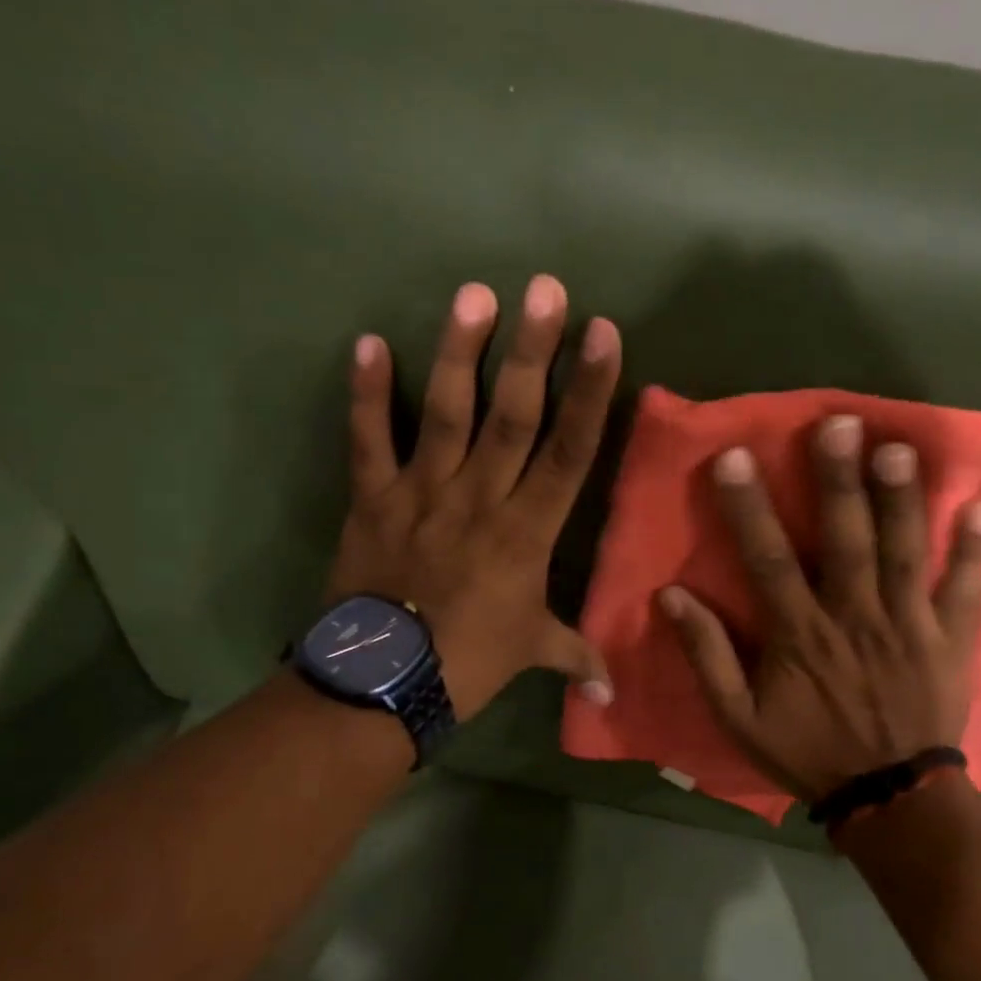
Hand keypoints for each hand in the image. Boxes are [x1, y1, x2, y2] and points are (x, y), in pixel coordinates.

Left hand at [326, 276, 621, 718]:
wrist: (381, 684)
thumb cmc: (468, 663)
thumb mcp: (531, 652)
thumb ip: (575, 655)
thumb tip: (614, 692)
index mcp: (527, 532)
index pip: (568, 451)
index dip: (589, 392)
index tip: (603, 336)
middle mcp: (479, 499)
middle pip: (513, 416)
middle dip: (532, 351)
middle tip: (545, 288)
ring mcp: (422, 493)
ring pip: (446, 415)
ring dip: (459, 354)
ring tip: (474, 294)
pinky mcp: (372, 499)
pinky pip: (368, 441)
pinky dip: (366, 394)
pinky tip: (368, 341)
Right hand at [658, 415, 980, 800]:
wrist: (888, 798)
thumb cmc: (808, 751)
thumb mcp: (738, 718)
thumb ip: (707, 655)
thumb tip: (670, 596)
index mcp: (800, 634)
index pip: (768, 559)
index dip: (749, 507)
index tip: (735, 456)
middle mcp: (855, 617)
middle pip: (846, 540)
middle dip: (839, 480)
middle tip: (838, 424)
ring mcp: (909, 626)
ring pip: (905, 553)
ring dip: (902, 500)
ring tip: (898, 446)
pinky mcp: (950, 640)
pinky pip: (966, 591)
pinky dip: (976, 550)